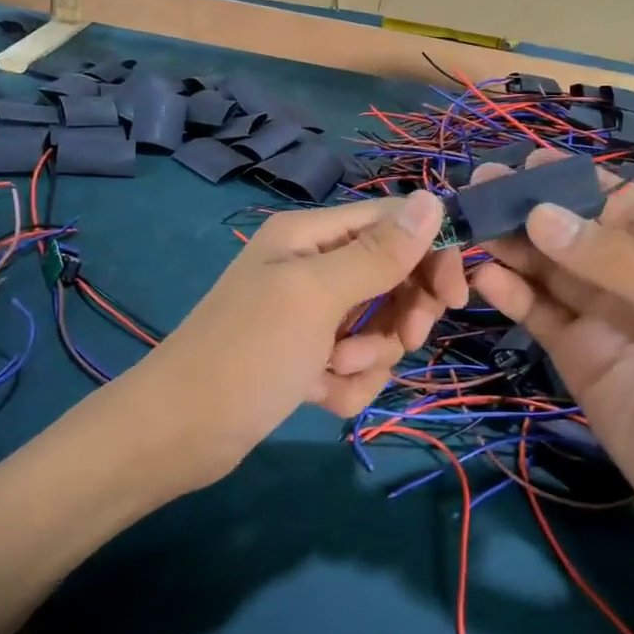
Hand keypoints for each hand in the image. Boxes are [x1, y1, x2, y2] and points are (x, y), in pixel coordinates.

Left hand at [131, 192, 466, 488]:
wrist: (178, 434)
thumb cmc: (247, 352)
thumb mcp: (316, 296)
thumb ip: (378, 252)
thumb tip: (434, 199)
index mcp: (311, 235)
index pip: (394, 223)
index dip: (431, 253)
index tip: (455, 297)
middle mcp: (313, 267)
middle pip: (394, 276)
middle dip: (401, 313)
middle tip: (402, 339)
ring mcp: (311, 315)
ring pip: (380, 326)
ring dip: (370, 355)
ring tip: (333, 371)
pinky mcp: (308, 358)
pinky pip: (357, 363)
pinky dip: (348, 383)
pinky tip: (319, 397)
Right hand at [469, 150, 633, 536]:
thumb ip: (613, 262)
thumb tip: (540, 214)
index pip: (618, 204)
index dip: (573, 182)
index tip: (524, 163)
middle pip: (573, 234)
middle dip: (530, 210)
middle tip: (479, 187)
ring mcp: (602, 316)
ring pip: (548, 271)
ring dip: (511, 248)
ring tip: (469, 226)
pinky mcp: (574, 352)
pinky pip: (538, 313)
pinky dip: (511, 294)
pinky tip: (484, 278)